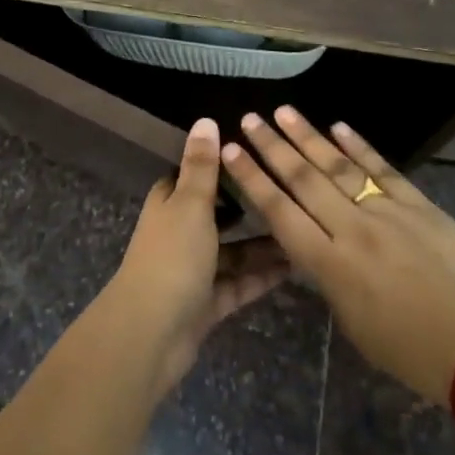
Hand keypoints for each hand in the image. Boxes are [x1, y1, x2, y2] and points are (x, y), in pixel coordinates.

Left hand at [108, 118, 290, 397]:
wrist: (151, 333)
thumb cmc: (172, 256)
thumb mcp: (191, 204)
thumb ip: (202, 166)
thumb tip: (205, 120)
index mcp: (169, 203)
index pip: (195, 176)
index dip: (221, 166)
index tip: (256, 155)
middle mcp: (180, 233)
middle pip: (218, 215)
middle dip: (249, 207)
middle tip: (291, 194)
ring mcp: (193, 270)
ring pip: (233, 252)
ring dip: (262, 245)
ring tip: (303, 230)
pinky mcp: (207, 303)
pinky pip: (239, 283)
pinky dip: (261, 276)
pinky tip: (294, 266)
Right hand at [222, 107, 454, 405]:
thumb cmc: (414, 354)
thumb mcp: (355, 324)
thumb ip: (331, 280)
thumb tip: (320, 248)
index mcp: (332, 266)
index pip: (280, 213)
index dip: (252, 181)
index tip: (230, 152)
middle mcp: (352, 230)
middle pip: (304, 180)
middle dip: (272, 147)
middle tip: (249, 119)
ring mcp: (388, 212)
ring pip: (338, 166)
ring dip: (308, 137)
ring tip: (283, 112)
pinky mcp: (420, 205)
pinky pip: (383, 169)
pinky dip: (359, 146)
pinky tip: (339, 127)